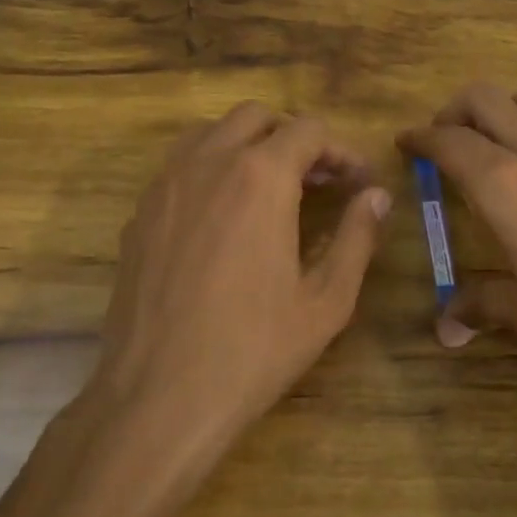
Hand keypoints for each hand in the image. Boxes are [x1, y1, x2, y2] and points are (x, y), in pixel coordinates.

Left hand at [92, 101, 392, 446]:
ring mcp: (165, 186)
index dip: (342, 151)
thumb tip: (377, 197)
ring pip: (211, 133)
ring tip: (271, 191)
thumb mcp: (326, 300)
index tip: (359, 183)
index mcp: (261, 177)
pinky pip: (180, 167)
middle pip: (256, 118)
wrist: (158, 398)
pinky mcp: (139, 214)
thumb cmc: (254, 350)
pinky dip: (211, 170)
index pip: (309, 130)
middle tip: (318, 182)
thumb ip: (358, 237)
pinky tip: (224, 220)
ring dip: (248, 146)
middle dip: (293, 138)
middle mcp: (208, 163)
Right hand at [398, 83, 516, 412]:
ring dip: (510, 107)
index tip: (404, 144)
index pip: (449, 142)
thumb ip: (481, 307)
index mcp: (504, 186)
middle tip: (443, 140)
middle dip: (456, 110)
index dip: (420, 138)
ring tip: (497, 138)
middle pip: (488, 100)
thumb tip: (444, 327)